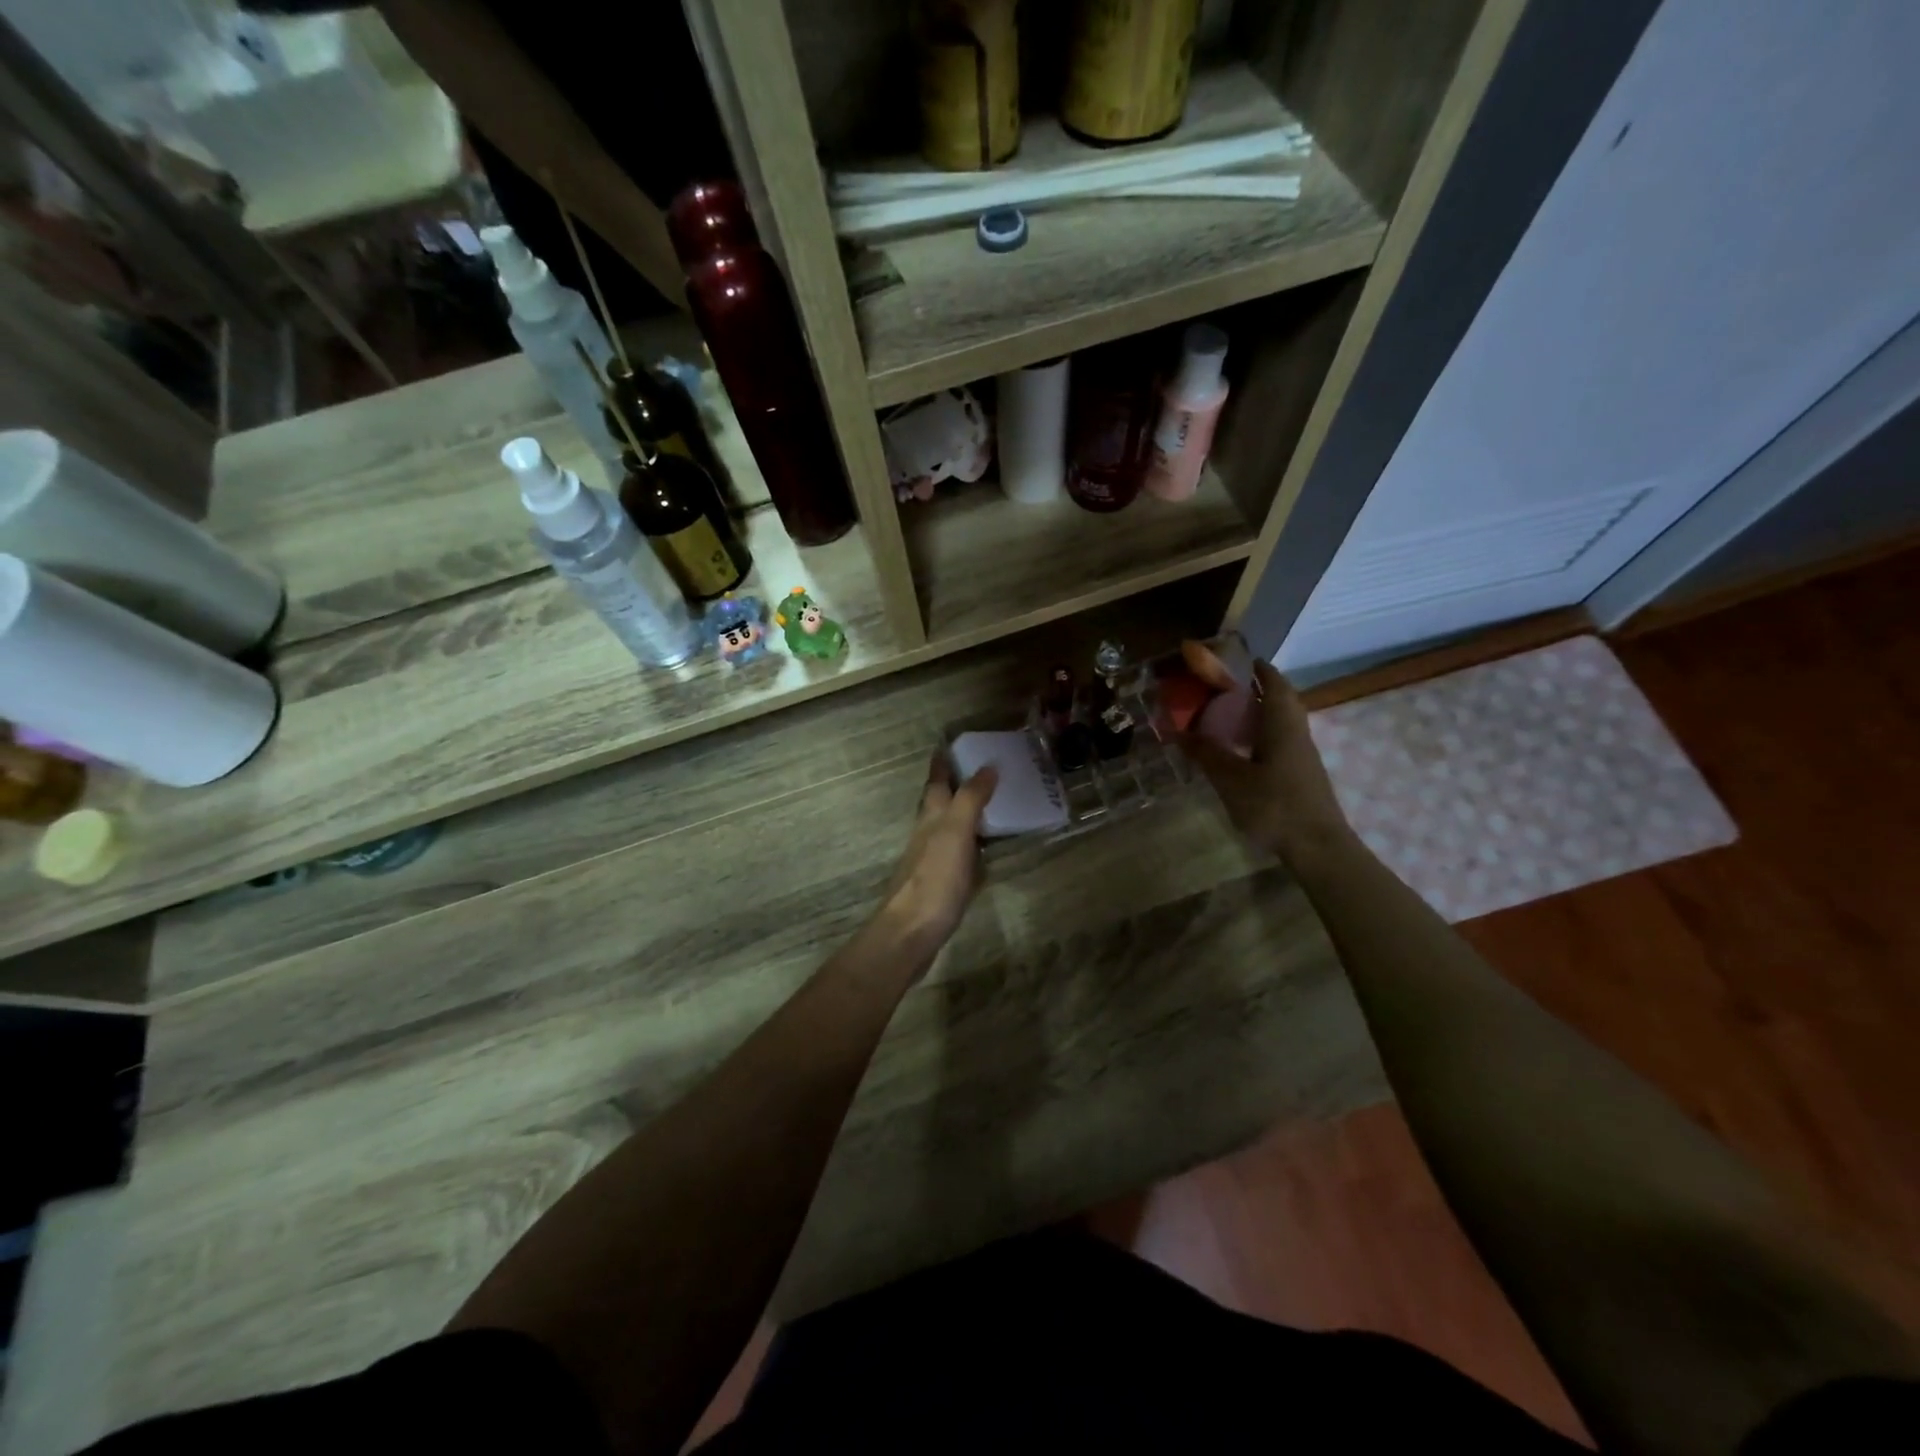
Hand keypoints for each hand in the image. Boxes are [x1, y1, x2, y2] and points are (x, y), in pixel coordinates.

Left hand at [875, 754, 998, 959]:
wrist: (911, 933)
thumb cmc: (934, 878)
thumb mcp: (955, 832)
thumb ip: (971, 799)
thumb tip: (987, 765)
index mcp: (931, 818)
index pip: (936, 782)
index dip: (942, 763)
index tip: (948, 744)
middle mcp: (928, 835)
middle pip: (939, 804)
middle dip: (954, 786)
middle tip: (978, 770)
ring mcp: (933, 862)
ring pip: (949, 829)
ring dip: (964, 815)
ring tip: (989, 805)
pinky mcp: (942, 886)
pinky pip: (960, 856)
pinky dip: (972, 846)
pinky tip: (984, 853)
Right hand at [1180, 654, 1352, 863]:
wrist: (1318, 846)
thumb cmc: (1274, 805)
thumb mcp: (1230, 779)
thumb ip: (1206, 753)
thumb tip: (1179, 731)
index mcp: (1281, 724)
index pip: (1274, 683)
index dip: (1257, 669)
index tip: (1236, 661)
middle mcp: (1296, 732)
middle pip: (1281, 700)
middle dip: (1257, 689)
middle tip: (1226, 689)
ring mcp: (1302, 755)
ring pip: (1282, 722)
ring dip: (1260, 713)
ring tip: (1229, 716)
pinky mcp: (1301, 774)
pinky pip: (1281, 741)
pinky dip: (1262, 735)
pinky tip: (1243, 750)